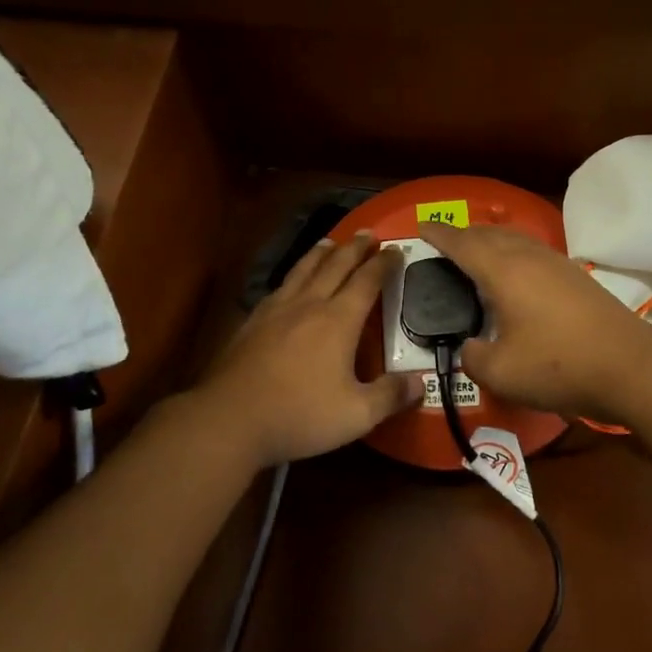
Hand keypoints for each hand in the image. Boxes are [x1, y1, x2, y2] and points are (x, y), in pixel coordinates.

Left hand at [190, 230, 420, 464]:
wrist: (231, 419)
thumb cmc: (300, 414)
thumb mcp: (357, 414)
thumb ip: (390, 396)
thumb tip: (421, 382)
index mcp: (338, 320)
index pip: (367, 282)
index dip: (383, 264)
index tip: (396, 249)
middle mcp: (309, 305)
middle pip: (335, 266)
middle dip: (354, 248)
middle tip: (368, 233)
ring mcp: (276, 311)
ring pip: (302, 270)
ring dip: (320, 254)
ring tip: (329, 242)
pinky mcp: (252, 322)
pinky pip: (279, 288)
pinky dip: (292, 276)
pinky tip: (289, 282)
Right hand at [418, 222, 651, 420]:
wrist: (630, 367)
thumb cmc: (559, 367)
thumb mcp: (501, 373)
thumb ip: (473, 357)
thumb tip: (470, 347)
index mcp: (504, 272)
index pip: (463, 244)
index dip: (439, 235)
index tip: (422, 227)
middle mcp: (529, 257)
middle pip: (490, 234)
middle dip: (464, 233)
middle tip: (445, 241)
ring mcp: (557, 264)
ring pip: (515, 239)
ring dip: (491, 240)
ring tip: (477, 251)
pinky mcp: (576, 277)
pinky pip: (533, 251)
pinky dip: (513, 252)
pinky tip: (516, 273)